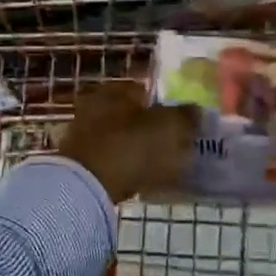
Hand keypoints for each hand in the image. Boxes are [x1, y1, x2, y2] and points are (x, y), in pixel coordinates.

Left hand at [57, 82, 196, 203]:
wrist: (86, 186)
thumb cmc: (131, 147)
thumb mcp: (169, 128)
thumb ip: (186, 116)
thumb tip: (196, 110)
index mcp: (117, 89)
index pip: (147, 90)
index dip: (167, 105)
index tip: (182, 123)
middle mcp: (97, 104)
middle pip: (132, 113)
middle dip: (151, 126)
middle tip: (173, 144)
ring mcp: (84, 132)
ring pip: (121, 136)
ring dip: (137, 146)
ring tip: (159, 164)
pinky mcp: (79, 160)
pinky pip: (111, 158)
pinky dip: (124, 164)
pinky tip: (140, 178)